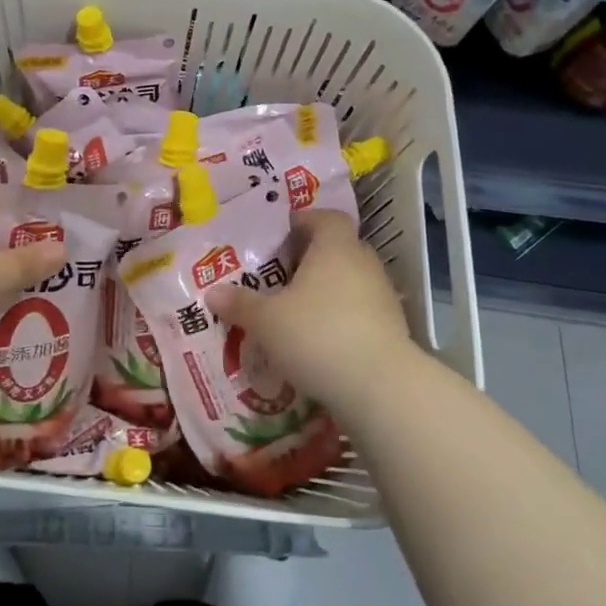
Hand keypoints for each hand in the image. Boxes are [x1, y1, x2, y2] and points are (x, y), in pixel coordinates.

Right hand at [204, 209, 414, 416]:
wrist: (381, 388)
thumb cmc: (317, 335)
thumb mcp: (266, 320)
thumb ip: (240, 304)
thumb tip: (212, 293)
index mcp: (335, 247)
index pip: (326, 217)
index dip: (304, 221)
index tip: (281, 235)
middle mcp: (363, 263)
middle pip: (338, 248)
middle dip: (310, 258)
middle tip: (280, 275)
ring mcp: (383, 297)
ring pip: (350, 281)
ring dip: (326, 291)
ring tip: (296, 311)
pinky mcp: (392, 329)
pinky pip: (360, 312)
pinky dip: (341, 318)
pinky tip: (319, 341)